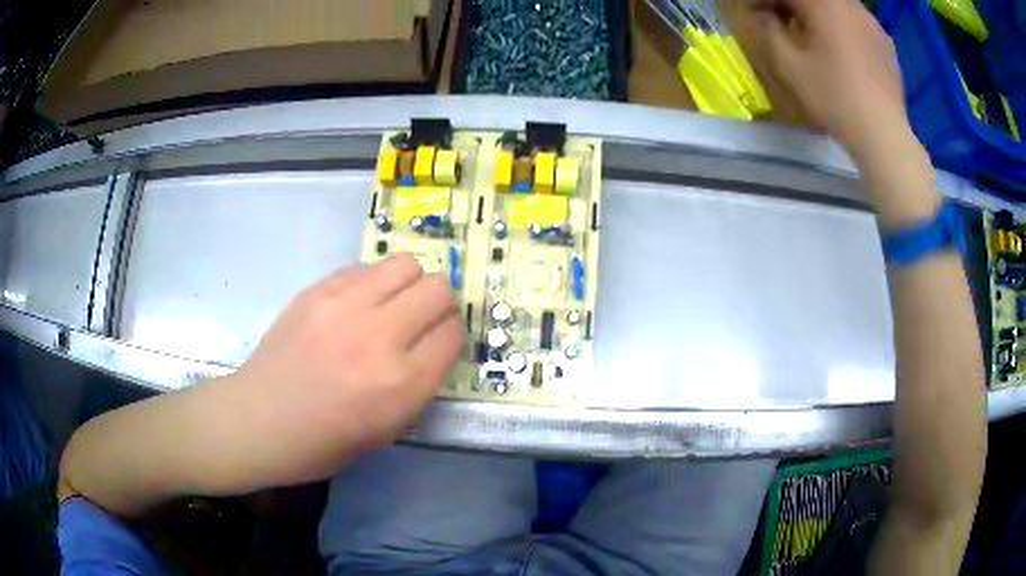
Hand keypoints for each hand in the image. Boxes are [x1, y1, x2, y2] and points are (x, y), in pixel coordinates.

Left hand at [223, 253, 462, 485]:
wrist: (260, 420)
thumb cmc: (324, 442)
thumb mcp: (387, 431)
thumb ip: (418, 385)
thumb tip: (433, 344)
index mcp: (401, 384)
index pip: (452, 334)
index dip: (452, 335)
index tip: (441, 340)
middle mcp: (379, 337)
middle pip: (438, 290)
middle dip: (441, 303)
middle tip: (424, 318)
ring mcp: (345, 306)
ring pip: (406, 265)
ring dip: (411, 283)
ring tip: (394, 304)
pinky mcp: (318, 290)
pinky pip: (366, 268)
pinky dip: (374, 282)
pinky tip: (358, 304)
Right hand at [725, 0, 907, 158]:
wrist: (883, 135)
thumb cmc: (833, 96)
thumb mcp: (788, 63)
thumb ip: (768, 29)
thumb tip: (764, 15)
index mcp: (823, 3)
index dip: (766, 1)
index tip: (757, 14)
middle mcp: (849, 4)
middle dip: (793, 5)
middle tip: (783, 22)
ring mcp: (872, 22)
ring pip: (837, 5)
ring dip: (819, 13)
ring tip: (814, 37)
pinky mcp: (886, 43)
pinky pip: (857, 22)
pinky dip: (843, 27)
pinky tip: (842, 50)